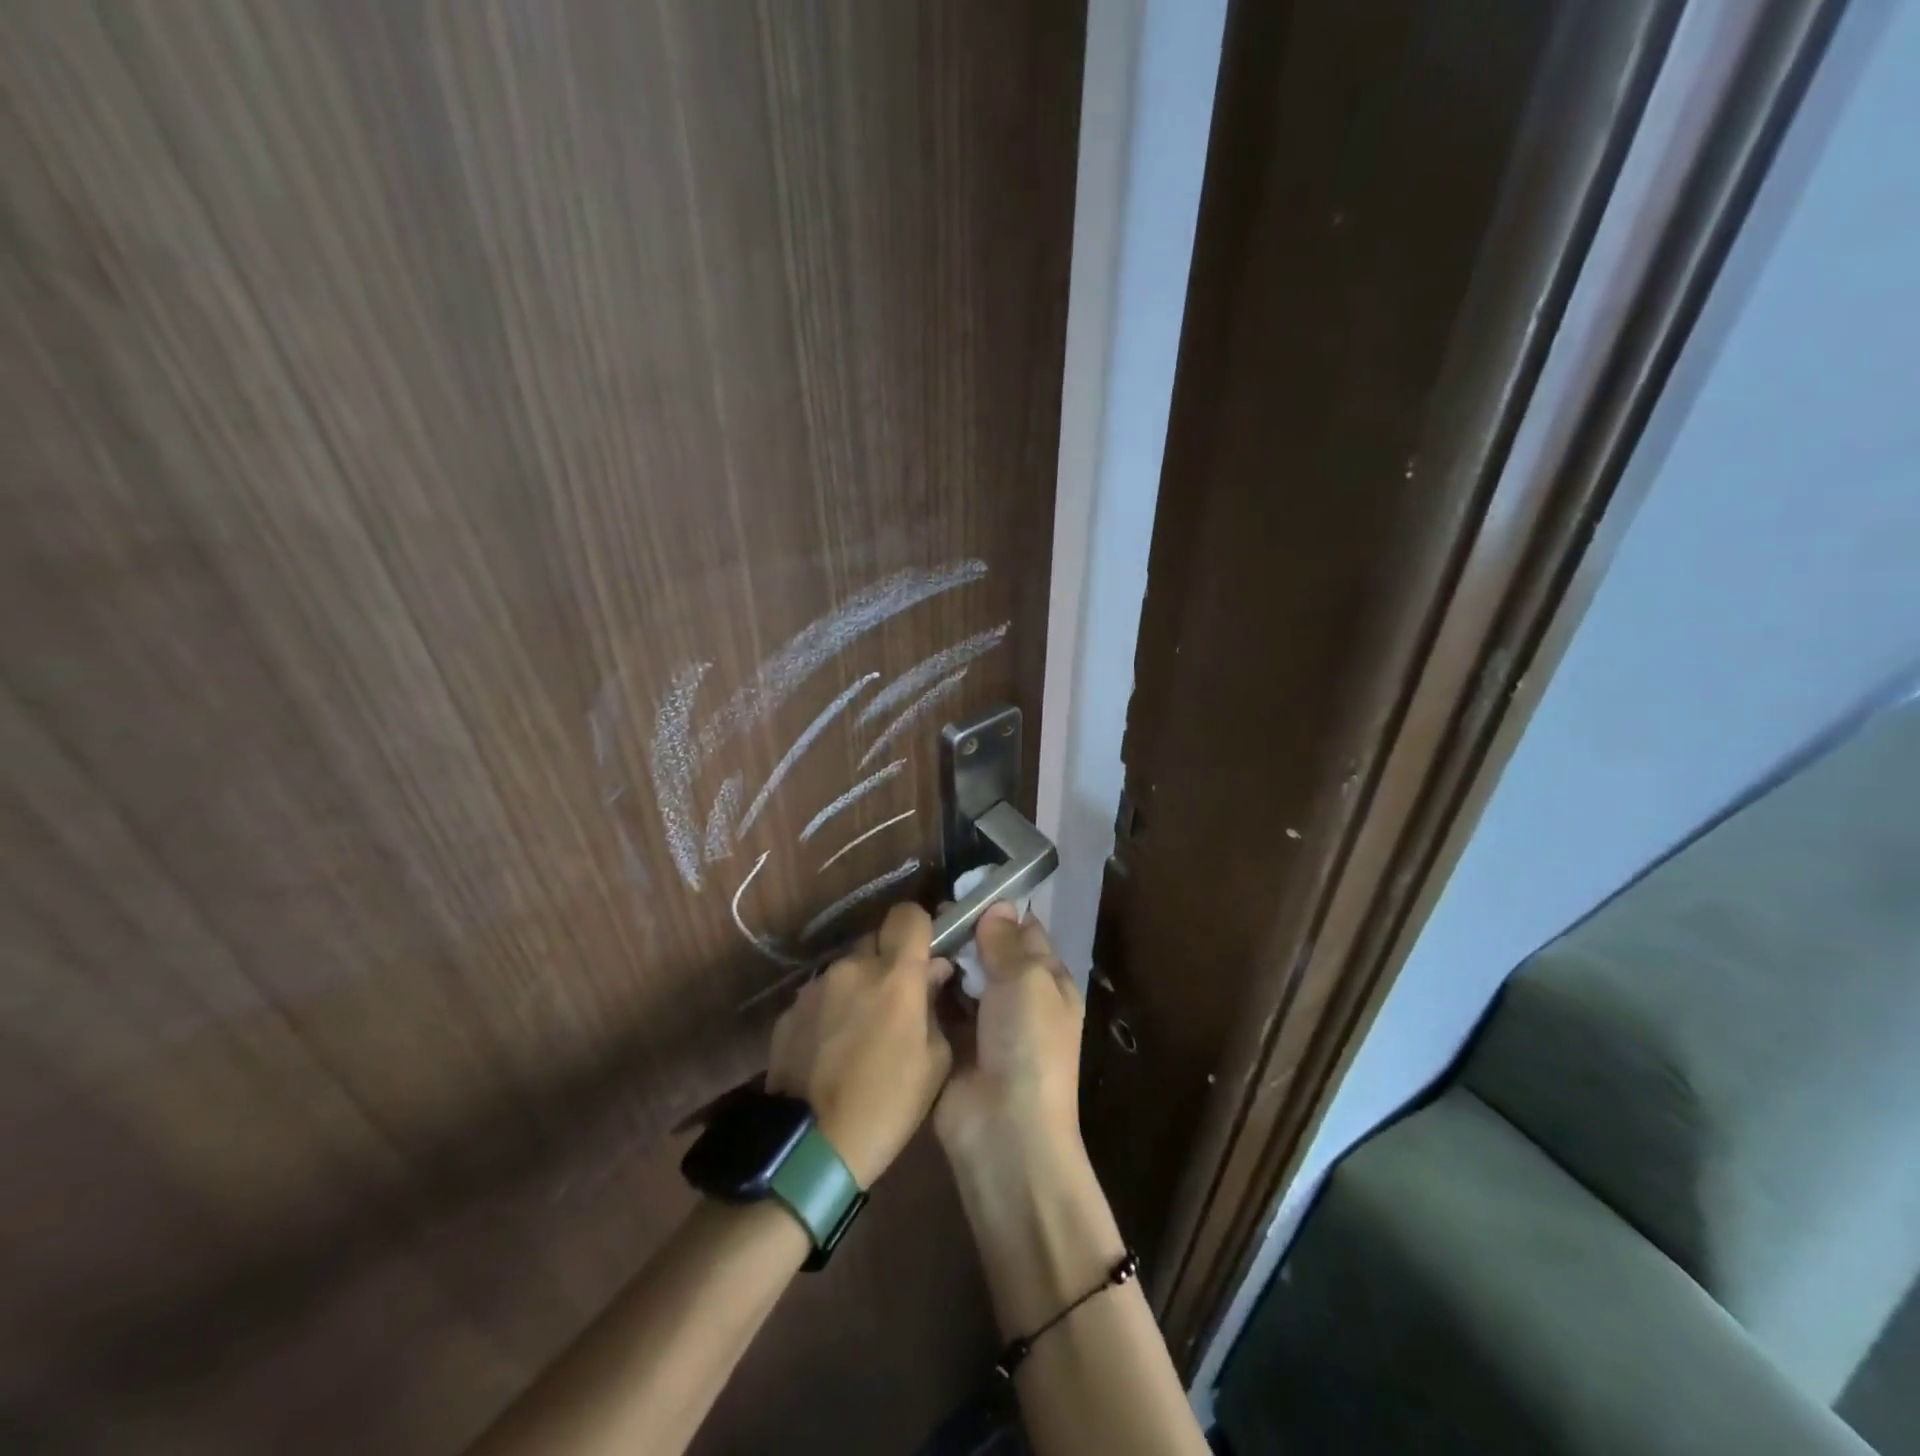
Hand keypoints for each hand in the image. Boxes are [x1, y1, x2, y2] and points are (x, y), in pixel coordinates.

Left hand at [765, 902, 953, 1187]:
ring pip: (847, 970)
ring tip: (860, 1034)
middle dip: (889, 962)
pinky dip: (831, 1011)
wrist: (809, 1148)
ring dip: (858, 988)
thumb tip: (932, 974)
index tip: (925, 953)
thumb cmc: (886, 1105)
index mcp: (894, 975)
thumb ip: (935, 1006)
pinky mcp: (788, 1011)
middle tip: (896, 1001)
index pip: (908, 915)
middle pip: (875, 941)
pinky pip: (821, 996)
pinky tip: (832, 1050)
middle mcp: (851, 967)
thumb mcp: (933, 1062)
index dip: (919, 927)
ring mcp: (815, 987)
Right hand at [934, 903, 1083, 1173]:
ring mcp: (983, 1023)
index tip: (965, 888)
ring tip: (913, 935)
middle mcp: (1017, 998)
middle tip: (931, 912)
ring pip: (960, 977)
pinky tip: (902, 969)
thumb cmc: (1028, 1045)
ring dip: (942, 959)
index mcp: (1048, 982)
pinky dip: (925, 990)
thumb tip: (999, 905)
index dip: (998, 910)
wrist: (1004, 1130)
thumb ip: (1006, 942)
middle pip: (988, 952)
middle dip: (963, 933)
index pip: (1025, 932)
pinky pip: (938, 1006)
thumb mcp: (1026, 981)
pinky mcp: (952, 1044)